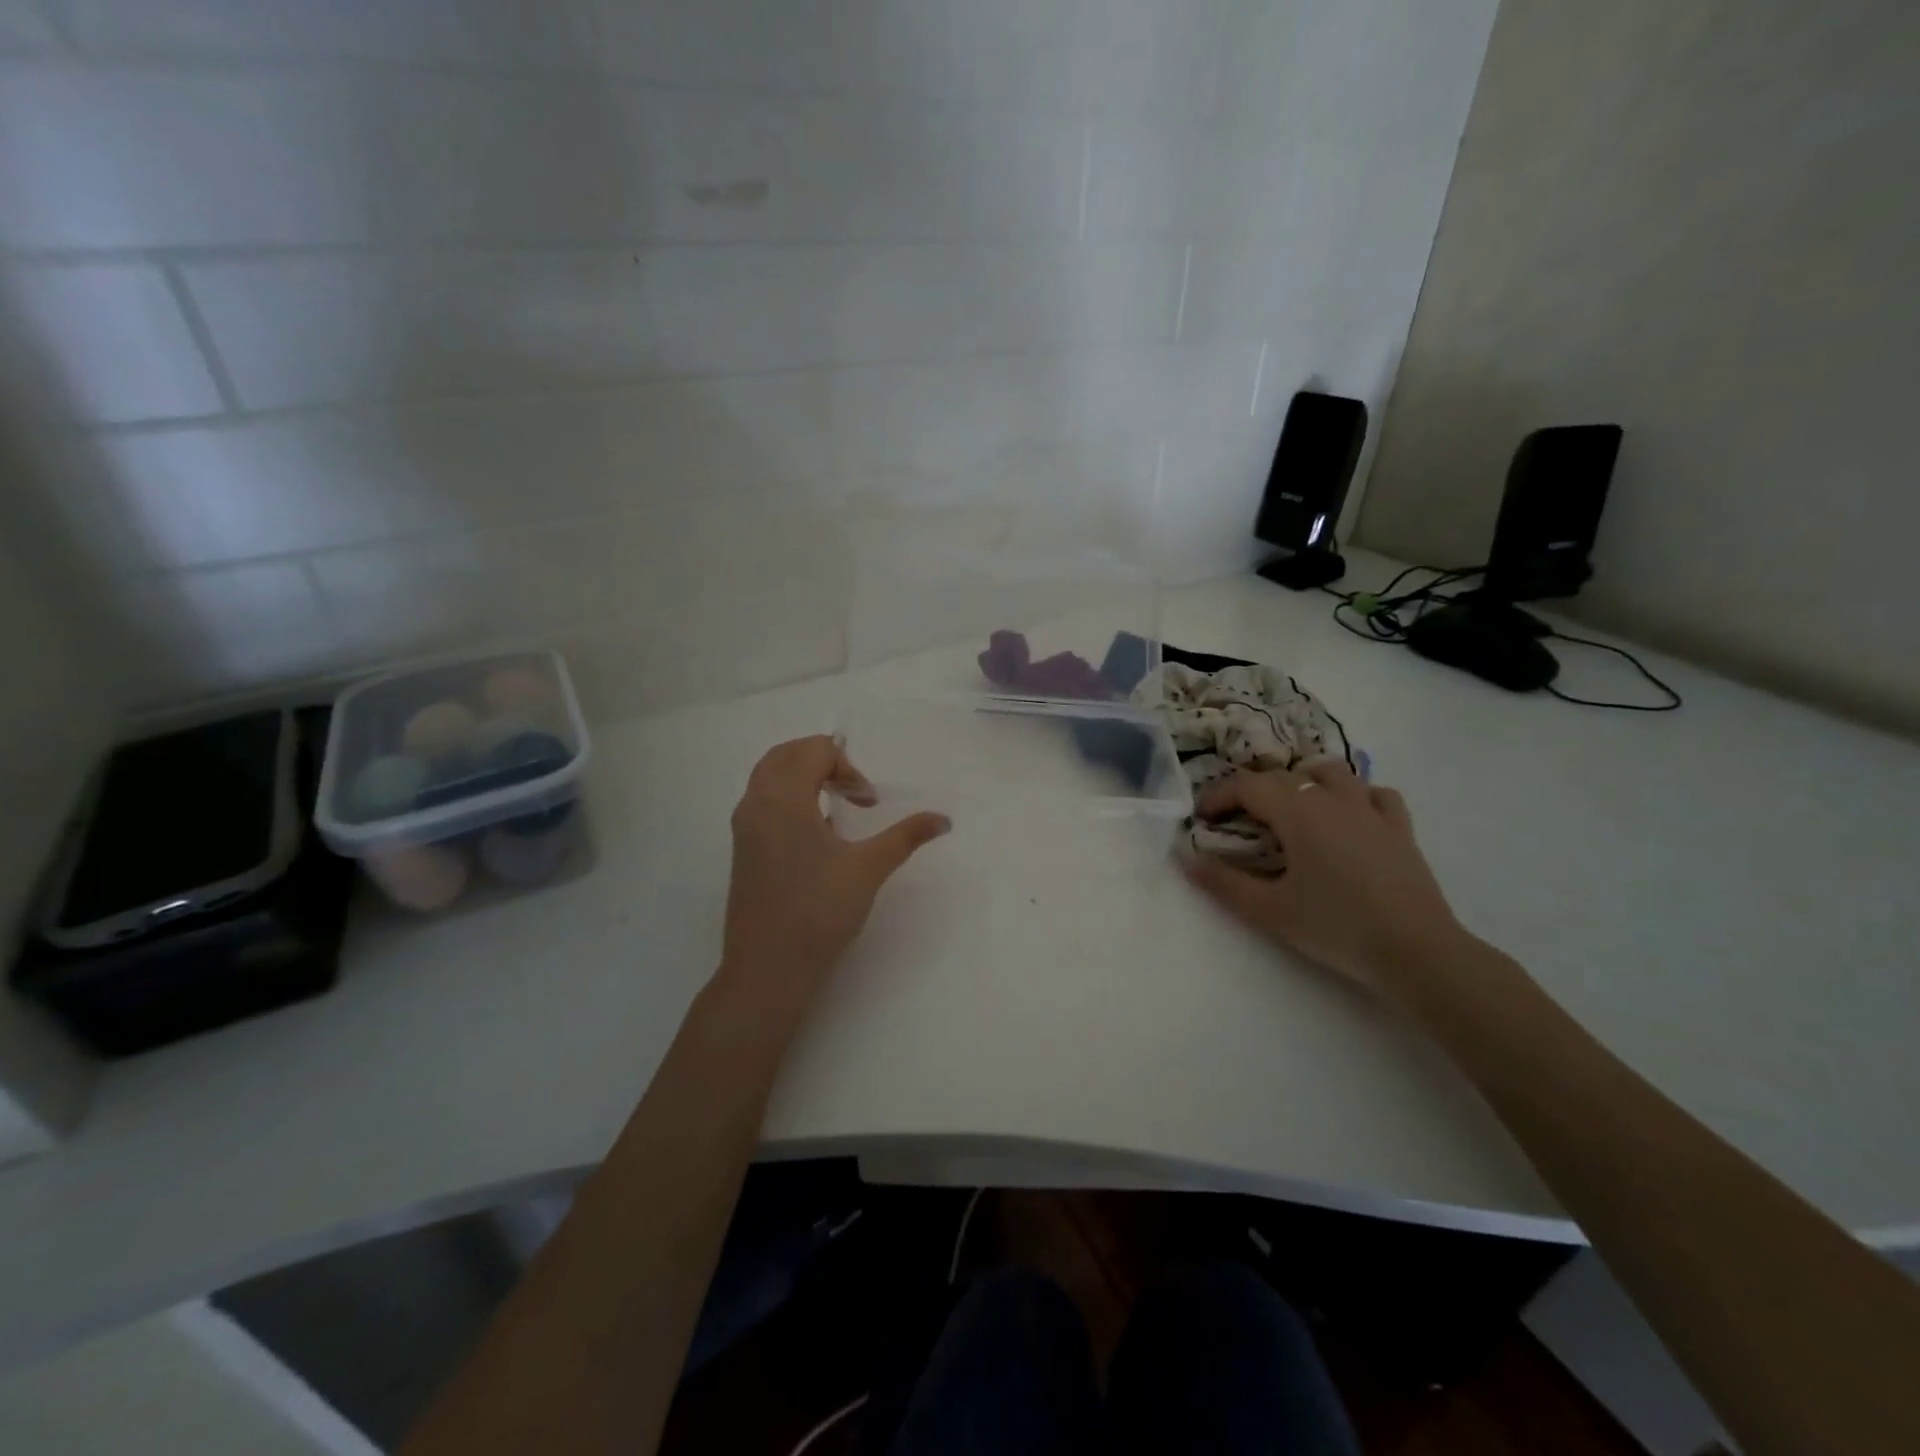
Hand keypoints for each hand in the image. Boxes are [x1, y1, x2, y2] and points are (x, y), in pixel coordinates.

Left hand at [721, 736, 949, 1010]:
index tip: (868, 804)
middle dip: (824, 761)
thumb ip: (906, 836)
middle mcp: (756, 803)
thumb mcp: (868, 869)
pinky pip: (762, 802)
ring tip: (835, 807)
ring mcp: (743, 828)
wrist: (769, 970)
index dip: (849, 769)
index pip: (815, 751)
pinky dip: (789, 798)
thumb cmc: (819, 912)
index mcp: (783, 798)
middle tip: (853, 792)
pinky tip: (815, 835)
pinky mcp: (742, 850)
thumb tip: (944, 819)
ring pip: (769, 776)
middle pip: (786, 754)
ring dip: (803, 777)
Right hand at [1180, 761, 1463, 988]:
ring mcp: (1372, 810)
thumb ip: (1223, 882)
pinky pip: (1376, 794)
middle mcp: (1334, 798)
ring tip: (1291, 809)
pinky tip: (1349, 818)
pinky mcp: (1400, 829)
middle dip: (1251, 793)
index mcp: (1299, 811)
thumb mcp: (1269, 910)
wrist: (1417, 951)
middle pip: (1283, 777)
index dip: (1218, 797)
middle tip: (1235, 823)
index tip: (1201, 820)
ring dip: (1304, 782)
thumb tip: (1185, 860)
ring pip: (1332, 773)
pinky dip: (1355, 797)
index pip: (1247, 786)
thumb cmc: (1336, 927)